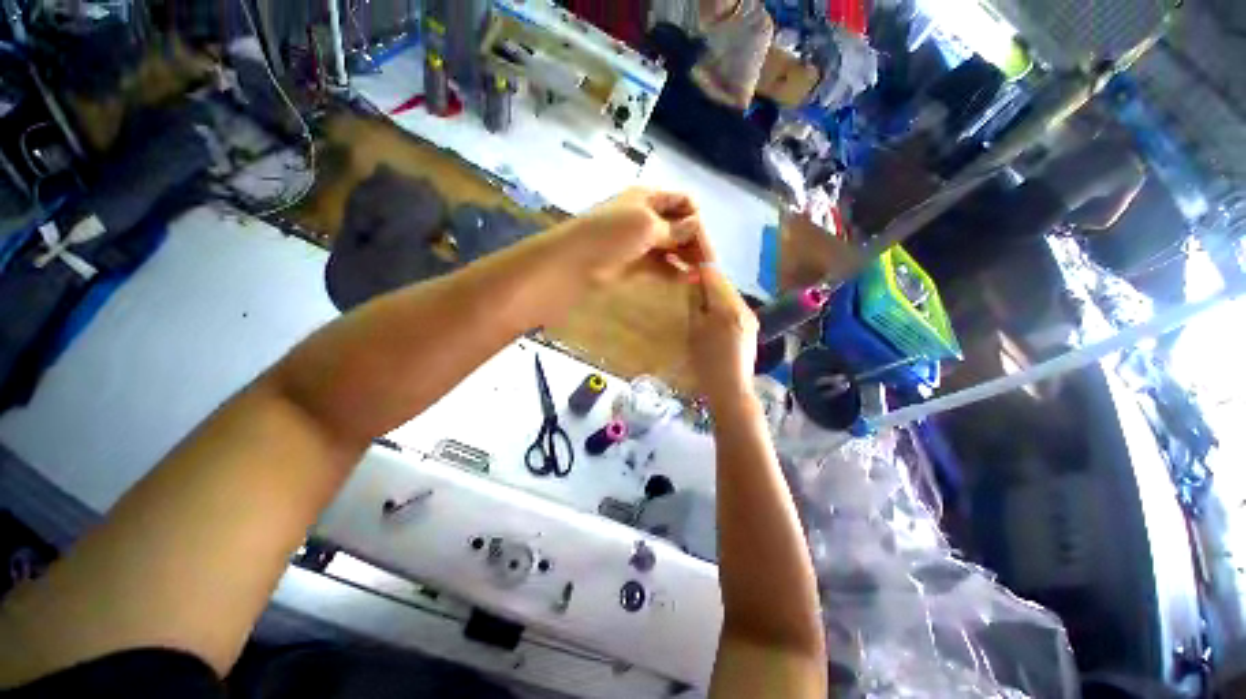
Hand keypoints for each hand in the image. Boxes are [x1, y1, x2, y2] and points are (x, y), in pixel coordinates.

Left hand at [551, 188, 711, 284]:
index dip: (696, 219)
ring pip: (670, 247)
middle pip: (678, 226)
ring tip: (700, 274)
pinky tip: (685, 279)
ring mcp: (640, 241)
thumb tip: (696, 225)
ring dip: (685, 258)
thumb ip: (674, 228)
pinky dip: (672, 271)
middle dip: (694, 241)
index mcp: (648, 198)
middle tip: (707, 264)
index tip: (706, 243)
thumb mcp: (646, 224)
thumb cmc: (612, 234)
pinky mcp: (635, 262)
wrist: (576, 261)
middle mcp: (646, 216)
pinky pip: (659, 264)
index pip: (682, 202)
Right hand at [688, 264, 758, 409]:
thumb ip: (694, 302)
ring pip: (728, 294)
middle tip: (687, 276)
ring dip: (713, 290)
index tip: (686, 255)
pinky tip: (711, 312)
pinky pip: (734, 306)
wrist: (731, 389)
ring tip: (697, 294)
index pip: (713, 273)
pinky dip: (721, 303)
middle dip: (706, 277)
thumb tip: (693, 279)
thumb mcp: (694, 330)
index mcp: (728, 306)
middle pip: (723, 282)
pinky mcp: (751, 325)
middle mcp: (743, 306)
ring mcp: (750, 316)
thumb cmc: (707, 363)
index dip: (699, 262)